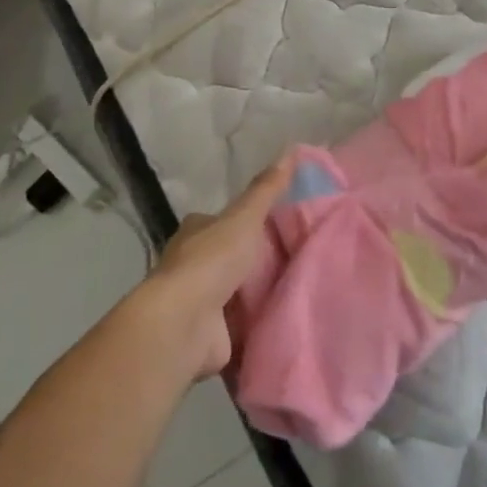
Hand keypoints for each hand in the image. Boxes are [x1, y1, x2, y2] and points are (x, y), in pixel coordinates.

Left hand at [130, 155, 290, 380]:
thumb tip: (290, 150)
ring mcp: (200, 301)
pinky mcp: (210, 335)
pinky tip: (285, 324)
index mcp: (196, 231)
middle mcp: (193, 264)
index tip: (278, 223)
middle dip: (256, 261)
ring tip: (301, 291)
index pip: (222, 220)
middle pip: (229, 257)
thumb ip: (266, 190)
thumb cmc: (212, 261)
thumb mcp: (245, 217)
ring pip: (235, 292)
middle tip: (299, 259)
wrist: (185, 323)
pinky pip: (240, 326)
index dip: (245, 220)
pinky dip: (257, 327)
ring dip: (258, 295)